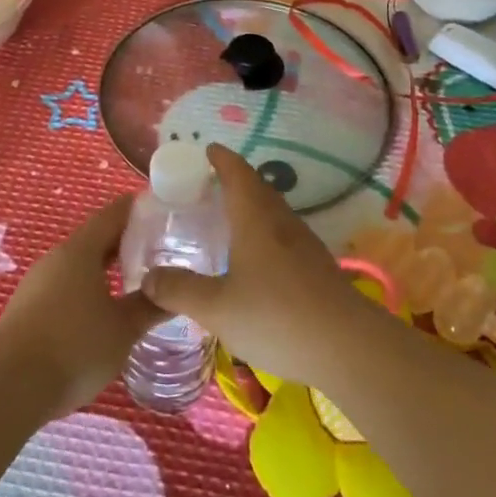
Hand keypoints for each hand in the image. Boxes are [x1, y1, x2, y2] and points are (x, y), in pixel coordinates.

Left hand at [0, 195, 164, 419]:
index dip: (140, 209)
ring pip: (79, 263)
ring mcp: (36, 283)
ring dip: (106, 267)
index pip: (114, 213)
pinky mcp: (26, 308)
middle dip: (127, 241)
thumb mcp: (123, 329)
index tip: (165, 212)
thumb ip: (151, 306)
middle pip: (96, 237)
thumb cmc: (74, 348)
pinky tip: (101, 311)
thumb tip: (175, 293)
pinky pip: (64, 285)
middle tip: (160, 251)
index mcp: (79, 250)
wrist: (9, 391)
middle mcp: (56, 257)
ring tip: (135, 282)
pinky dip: (87, 288)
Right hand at [143, 145, 370, 387]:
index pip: (237, 173)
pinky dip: (264, 233)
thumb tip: (148, 277)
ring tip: (228, 220)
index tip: (208, 150)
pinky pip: (283, 236)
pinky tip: (255, 260)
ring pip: (273, 212)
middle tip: (208, 187)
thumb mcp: (216, 307)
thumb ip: (180, 290)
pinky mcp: (317, 266)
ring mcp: (304, 243)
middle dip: (234, 181)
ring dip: (251, 207)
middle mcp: (282, 221)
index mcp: (256, 218)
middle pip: (258, 188)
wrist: (347, 345)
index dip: (221, 159)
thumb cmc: (276, 316)